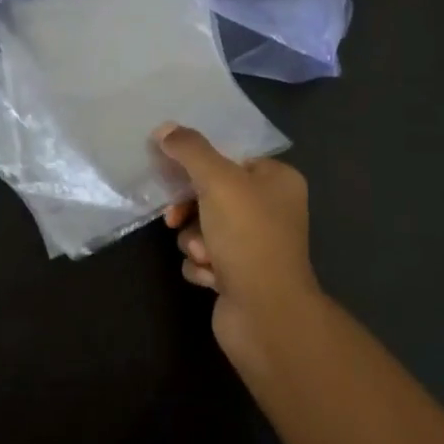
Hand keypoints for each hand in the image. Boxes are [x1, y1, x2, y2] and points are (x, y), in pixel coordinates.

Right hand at [157, 124, 322, 355]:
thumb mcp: (218, 181)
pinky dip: (201, 265)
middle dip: (190, 209)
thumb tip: (165, 129)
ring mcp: (255, 244)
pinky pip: (204, 257)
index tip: (171, 171)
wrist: (266, 315)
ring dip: (194, 240)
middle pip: (212, 192)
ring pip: (203, 226)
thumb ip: (190, 150)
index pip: (230, 157)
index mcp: (278, 180)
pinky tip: (211, 276)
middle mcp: (271, 209)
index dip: (198, 164)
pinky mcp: (240, 275)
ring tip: (205, 255)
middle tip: (175, 217)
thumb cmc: (248, 237)